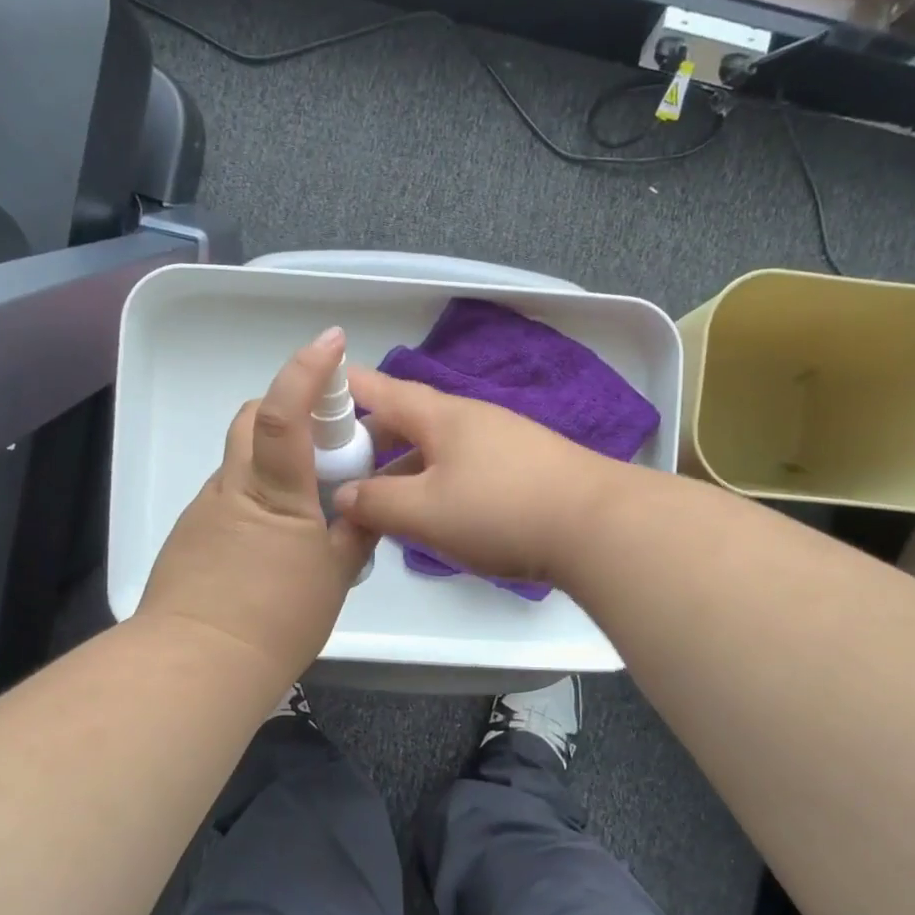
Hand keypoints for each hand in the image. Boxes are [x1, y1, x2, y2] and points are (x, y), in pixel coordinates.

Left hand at [138, 328, 373, 687]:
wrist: (196, 668)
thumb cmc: (276, 619)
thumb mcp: (334, 577)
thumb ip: (355, 534)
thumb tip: (367, 507)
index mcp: (273, 493)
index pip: (282, 414)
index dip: (306, 370)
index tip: (331, 341)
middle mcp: (233, 488)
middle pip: (250, 420)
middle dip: (287, 409)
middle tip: (325, 441)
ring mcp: (205, 511)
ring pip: (241, 463)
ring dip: (274, 463)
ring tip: (308, 510)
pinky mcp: (191, 537)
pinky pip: (230, 499)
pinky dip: (257, 500)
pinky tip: (274, 545)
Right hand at [335, 365, 628, 587]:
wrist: (598, 527)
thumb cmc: (500, 510)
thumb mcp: (424, 512)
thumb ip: (376, 503)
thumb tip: (344, 495)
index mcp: (440, 416)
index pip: (381, 390)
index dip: (346, 388)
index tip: (316, 391)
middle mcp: (472, 419)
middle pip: (410, 421)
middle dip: (373, 443)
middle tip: (344, 473)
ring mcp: (504, 442)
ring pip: (439, 450)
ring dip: (407, 470)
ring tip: (384, 505)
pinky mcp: (526, 470)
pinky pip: (466, 469)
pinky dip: (439, 485)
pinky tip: (438, 517)